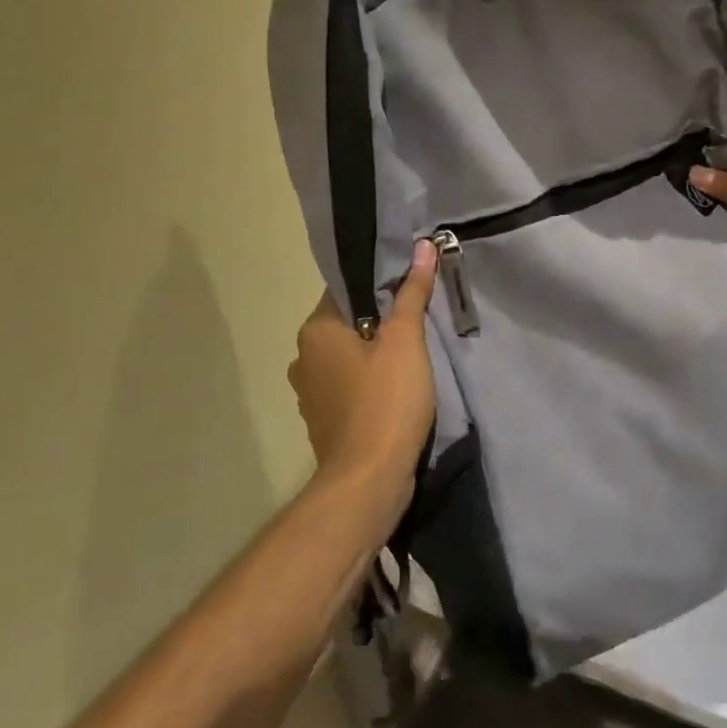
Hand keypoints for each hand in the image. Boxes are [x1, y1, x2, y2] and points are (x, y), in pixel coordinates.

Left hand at [288, 240, 437, 508]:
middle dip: (380, 318)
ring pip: (348, 356)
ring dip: (375, 352)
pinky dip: (369, 381)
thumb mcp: (406, 340)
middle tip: (420, 315)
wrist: (368, 480)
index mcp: (316, 329)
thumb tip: (422, 247)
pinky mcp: (323, 420)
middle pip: (348, 322)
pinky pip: (348, 385)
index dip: (380, 281)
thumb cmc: (386, 401)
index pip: (346, 287)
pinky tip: (397, 386)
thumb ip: (412, 292)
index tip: (412, 281)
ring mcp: (309, 392)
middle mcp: (304, 356)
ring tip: (414, 351)